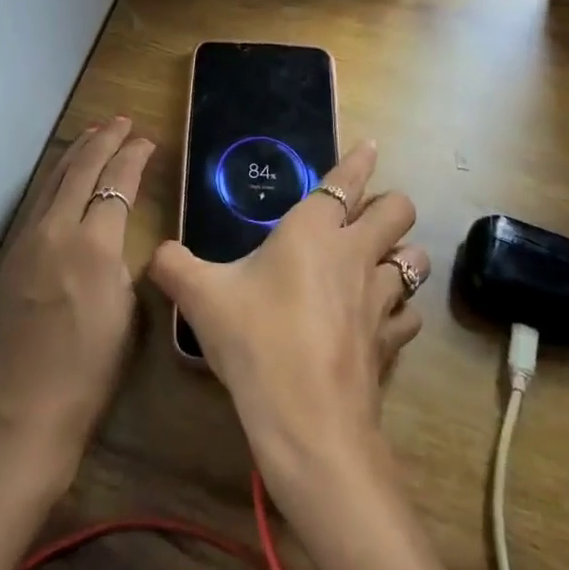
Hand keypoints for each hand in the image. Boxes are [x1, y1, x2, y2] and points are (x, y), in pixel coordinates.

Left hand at [0, 118, 154, 481]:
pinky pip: (37, 202)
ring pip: (54, 180)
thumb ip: (122, 266)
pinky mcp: (8, 256)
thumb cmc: (84, 379)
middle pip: (82, 169)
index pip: (117, 183)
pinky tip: (62, 176)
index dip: (134, 156)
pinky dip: (55, 178)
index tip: (147, 141)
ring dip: (76, 152)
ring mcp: (26, 241)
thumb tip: (116, 242)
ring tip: (93, 133)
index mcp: (93, 246)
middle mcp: (56, 230)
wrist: (14, 419)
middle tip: (122, 122)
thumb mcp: (124, 318)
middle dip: (104, 140)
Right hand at [148, 141, 428, 499]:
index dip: (360, 160)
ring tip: (380, 263)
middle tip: (366, 216)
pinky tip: (380, 319)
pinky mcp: (391, 341)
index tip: (369, 146)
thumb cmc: (255, 341)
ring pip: (414, 259)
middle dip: (390, 205)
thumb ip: (173, 266)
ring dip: (402, 255)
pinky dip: (400, 310)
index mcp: (314, 229)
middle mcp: (355, 253)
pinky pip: (409, 314)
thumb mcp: (200, 298)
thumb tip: (154, 253)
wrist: (307, 423)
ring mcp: (380, 298)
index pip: (346, 181)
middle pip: (399, 209)